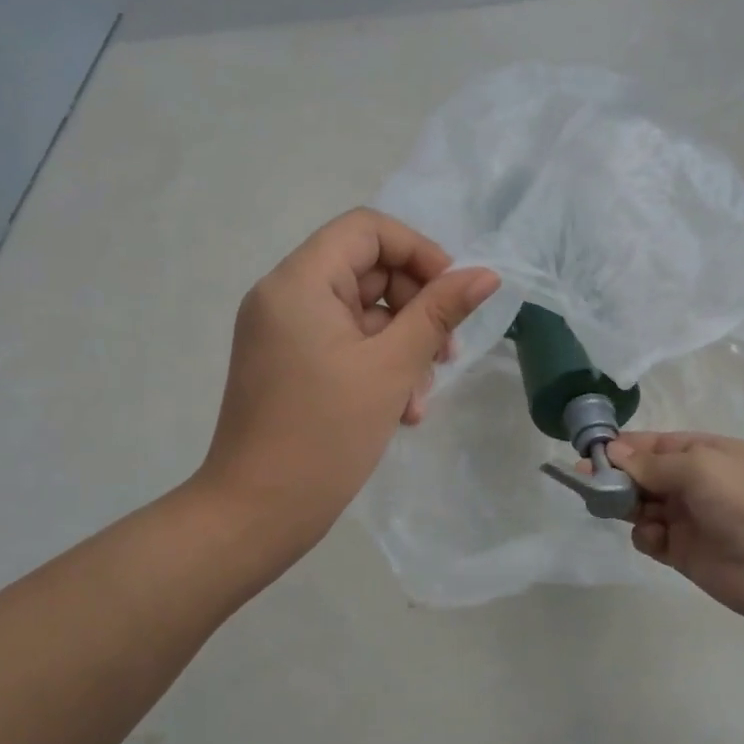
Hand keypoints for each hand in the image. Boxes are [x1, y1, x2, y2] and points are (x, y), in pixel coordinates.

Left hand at [200, 209, 498, 565]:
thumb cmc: (325, 435)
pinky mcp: (288, 363)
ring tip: (420, 396)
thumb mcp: (392, 368)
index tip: (454, 294)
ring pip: (361, 312)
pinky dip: (377, 365)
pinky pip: (343, 343)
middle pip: (367, 270)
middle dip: (416, 308)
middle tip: (445, 353)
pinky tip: (401, 410)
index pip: (367, 230)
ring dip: (402, 345)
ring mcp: (283, 331)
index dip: (419, 252)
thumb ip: (439, 312)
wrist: (257, 514)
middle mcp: (284, 295)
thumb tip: (486, 274)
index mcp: (299, 282)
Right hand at [607, 432, 743, 626]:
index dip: (621, 447)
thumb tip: (612, 451)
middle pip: (642, 474)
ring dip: (627, 505)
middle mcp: (694, 482)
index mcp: (704, 453)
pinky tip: (655, 538)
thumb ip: (651, 463)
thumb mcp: (698, 467)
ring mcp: (687, 517)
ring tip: (621, 509)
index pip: (653, 444)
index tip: (588, 452)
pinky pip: (649, 537)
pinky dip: (644, 535)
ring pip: (641, 505)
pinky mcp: (682, 551)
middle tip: (589, 482)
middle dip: (617, 476)